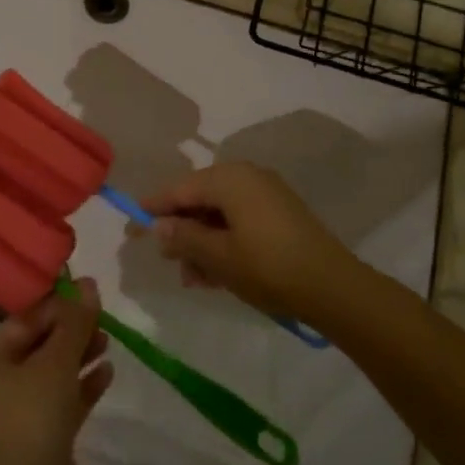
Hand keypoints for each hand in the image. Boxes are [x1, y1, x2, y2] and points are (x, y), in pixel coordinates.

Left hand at [0, 281, 112, 464]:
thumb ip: (75, 322)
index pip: (23, 322)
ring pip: (52, 376)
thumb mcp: (56, 360)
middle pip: (38, 347)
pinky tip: (107, 372)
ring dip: (79, 357)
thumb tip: (89, 284)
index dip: (56, 305)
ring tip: (108, 341)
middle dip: (70, 331)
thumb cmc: (32, 415)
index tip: (88, 293)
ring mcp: (18, 418)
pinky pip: (64, 403)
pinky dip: (83, 387)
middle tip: (102, 317)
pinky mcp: (42, 442)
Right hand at [141, 163, 372, 322]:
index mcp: (230, 179)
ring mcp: (266, 195)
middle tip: (168, 262)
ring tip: (193, 279)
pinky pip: (239, 222)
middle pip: (200, 200)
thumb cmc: (268, 268)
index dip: (153, 209)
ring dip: (202, 244)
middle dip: (182, 232)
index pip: (179, 189)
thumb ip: (184, 238)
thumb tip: (159, 226)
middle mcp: (247, 177)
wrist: (332, 287)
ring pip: (219, 215)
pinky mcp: (280, 214)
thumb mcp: (218, 257)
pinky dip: (224, 243)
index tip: (131, 225)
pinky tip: (215, 275)